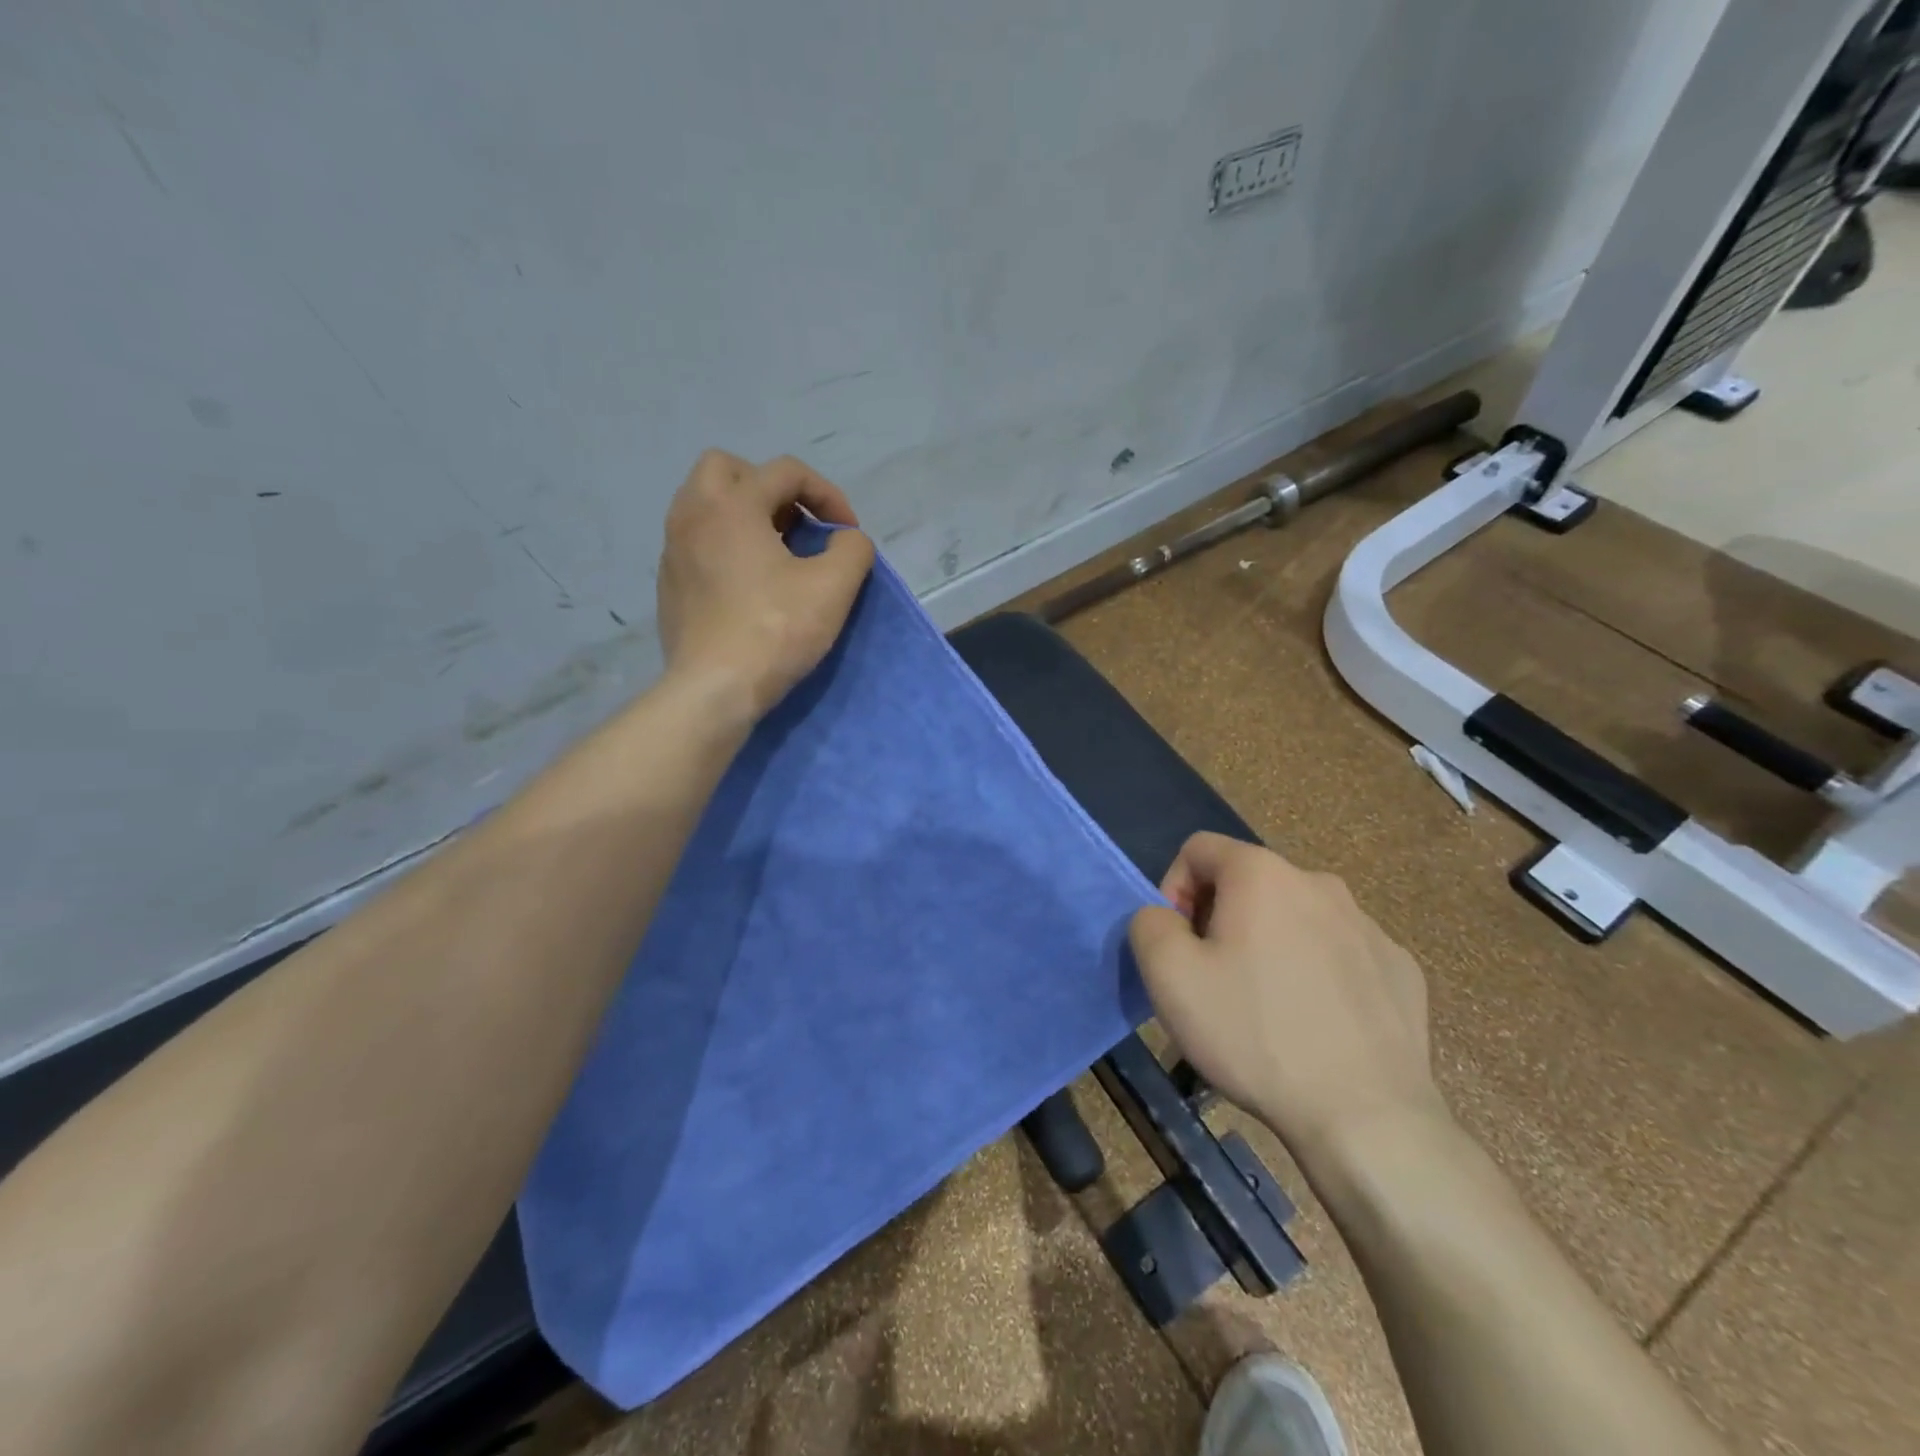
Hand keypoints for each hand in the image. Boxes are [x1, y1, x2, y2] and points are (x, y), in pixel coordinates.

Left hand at [657, 451, 875, 720]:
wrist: (715, 688)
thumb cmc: (776, 630)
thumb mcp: (833, 587)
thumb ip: (852, 549)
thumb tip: (846, 540)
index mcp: (732, 504)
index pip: (786, 471)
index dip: (827, 494)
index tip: (847, 532)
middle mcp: (692, 513)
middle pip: (728, 469)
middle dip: (770, 487)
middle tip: (797, 525)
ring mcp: (673, 549)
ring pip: (706, 505)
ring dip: (745, 515)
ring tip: (776, 552)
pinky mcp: (669, 583)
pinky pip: (697, 541)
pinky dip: (725, 545)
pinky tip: (748, 584)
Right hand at [1128, 834, 1442, 1168]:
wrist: (1366, 1116)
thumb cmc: (1255, 1034)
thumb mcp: (1169, 976)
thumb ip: (1149, 924)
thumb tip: (1165, 917)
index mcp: (1262, 874)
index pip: (1198, 849)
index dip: (1173, 889)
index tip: (1179, 944)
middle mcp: (1319, 883)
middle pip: (1248, 883)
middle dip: (1221, 920)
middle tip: (1215, 980)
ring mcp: (1368, 925)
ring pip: (1295, 918)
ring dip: (1269, 945)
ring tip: (1265, 1008)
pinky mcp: (1399, 968)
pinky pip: (1339, 954)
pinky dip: (1317, 973)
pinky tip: (1316, 1024)